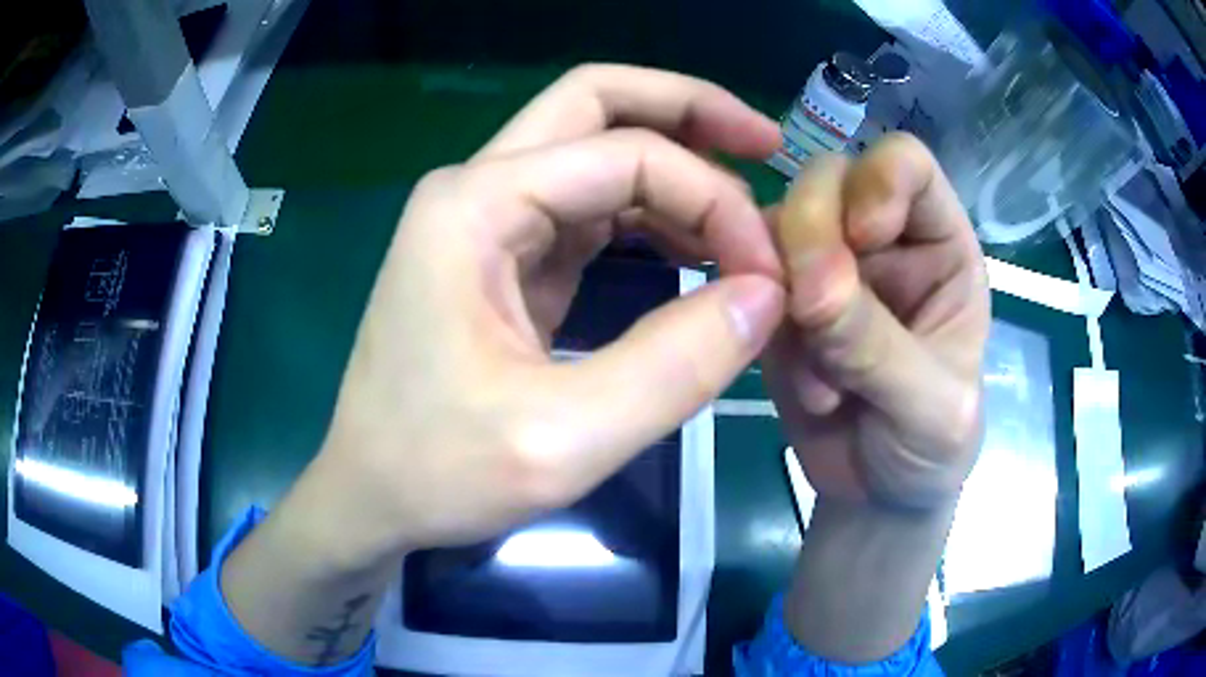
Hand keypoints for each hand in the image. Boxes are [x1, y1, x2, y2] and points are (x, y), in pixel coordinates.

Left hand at [309, 65, 786, 561]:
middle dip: (690, 111)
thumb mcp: (563, 439)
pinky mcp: (502, 254)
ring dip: (676, 164)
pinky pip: (589, 205)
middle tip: (766, 142)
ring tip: (743, 214)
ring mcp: (486, 217)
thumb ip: (675, 365)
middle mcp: (477, 188)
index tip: (768, 275)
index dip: (714, 200)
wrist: (371, 494)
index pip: (628, 155)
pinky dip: (651, 213)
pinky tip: (696, 247)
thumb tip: (766, 295)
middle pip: (596, 102)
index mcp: (475, 206)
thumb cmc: (439, 472)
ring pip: (596, 147)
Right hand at [764, 134, 989, 509]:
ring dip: (783, 297)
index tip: (862, 238)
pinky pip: (748, 285)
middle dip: (812, 237)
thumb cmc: (933, 447)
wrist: (878, 495)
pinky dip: (763, 333)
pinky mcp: (781, 305)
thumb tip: (810, 286)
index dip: (877, 182)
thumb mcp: (931, 407)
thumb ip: (878, 345)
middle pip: (827, 180)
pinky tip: (807, 393)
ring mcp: (825, 269)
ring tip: (824, 384)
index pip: (905, 163)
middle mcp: (882, 241)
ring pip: (776, 229)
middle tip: (815, 314)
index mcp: (940, 245)